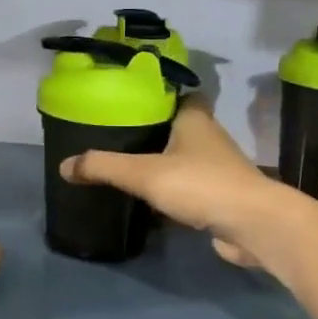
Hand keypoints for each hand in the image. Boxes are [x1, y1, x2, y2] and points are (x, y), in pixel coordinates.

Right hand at [59, 97, 297, 268]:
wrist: (253, 225)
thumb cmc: (201, 185)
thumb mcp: (144, 173)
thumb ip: (104, 167)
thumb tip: (64, 166)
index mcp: (195, 118)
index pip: (177, 93)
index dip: (155, 92)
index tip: (127, 98)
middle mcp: (208, 136)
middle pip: (176, 125)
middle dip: (151, 129)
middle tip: (115, 133)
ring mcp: (217, 168)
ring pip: (182, 157)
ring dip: (161, 160)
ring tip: (124, 164)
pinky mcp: (219, 196)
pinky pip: (189, 186)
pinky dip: (170, 189)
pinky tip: (147, 198)